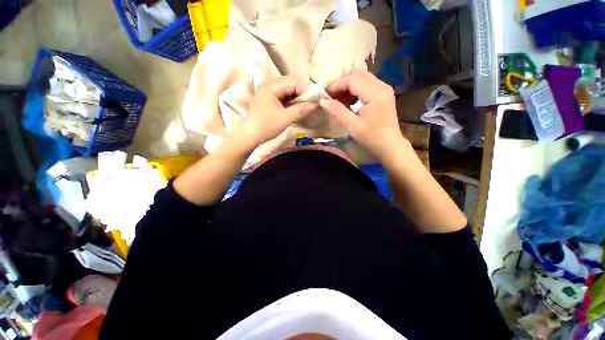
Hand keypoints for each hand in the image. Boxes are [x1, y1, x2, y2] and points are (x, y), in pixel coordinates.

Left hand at [238, 76, 317, 146]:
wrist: (251, 135)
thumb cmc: (266, 126)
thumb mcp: (285, 118)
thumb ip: (301, 110)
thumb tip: (317, 105)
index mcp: (271, 86)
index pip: (294, 82)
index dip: (307, 90)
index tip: (318, 99)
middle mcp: (271, 84)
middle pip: (292, 84)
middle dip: (304, 93)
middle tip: (314, 103)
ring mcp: (271, 91)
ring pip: (290, 90)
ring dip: (300, 98)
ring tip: (309, 106)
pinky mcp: (272, 99)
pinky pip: (287, 96)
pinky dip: (295, 101)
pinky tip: (301, 107)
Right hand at [322, 70, 405, 158]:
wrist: (389, 145)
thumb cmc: (372, 138)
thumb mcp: (353, 126)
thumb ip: (338, 112)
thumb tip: (323, 101)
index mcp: (376, 93)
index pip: (352, 79)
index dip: (336, 85)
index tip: (325, 96)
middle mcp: (382, 86)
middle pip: (357, 75)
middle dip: (341, 84)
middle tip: (330, 97)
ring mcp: (383, 88)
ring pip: (361, 78)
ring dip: (347, 87)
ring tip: (338, 101)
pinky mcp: (382, 93)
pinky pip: (365, 85)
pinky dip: (354, 90)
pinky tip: (348, 102)